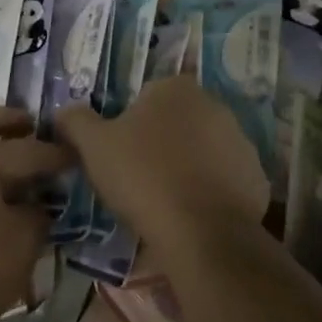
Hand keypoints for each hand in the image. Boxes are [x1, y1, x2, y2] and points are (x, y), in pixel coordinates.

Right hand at [57, 76, 266, 257]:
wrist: (201, 233)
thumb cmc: (143, 176)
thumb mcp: (94, 146)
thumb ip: (75, 121)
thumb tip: (63, 111)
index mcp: (175, 88)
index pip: (148, 95)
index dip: (131, 122)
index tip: (120, 151)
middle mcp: (213, 104)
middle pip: (178, 120)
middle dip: (161, 141)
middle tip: (139, 175)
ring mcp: (240, 141)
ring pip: (204, 149)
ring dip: (188, 165)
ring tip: (166, 200)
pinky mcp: (257, 177)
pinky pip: (226, 179)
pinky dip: (211, 192)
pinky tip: (193, 215)